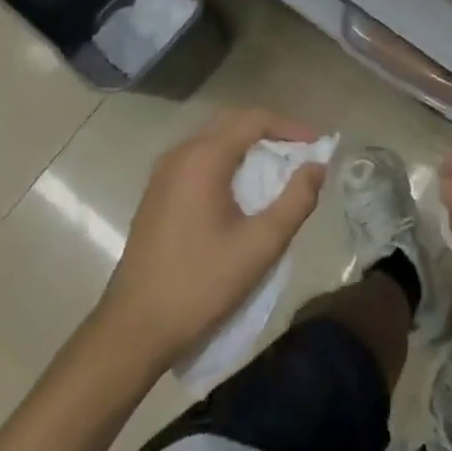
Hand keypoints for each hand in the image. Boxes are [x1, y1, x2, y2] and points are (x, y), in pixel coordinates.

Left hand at [98, 109, 326, 367]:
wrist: (133, 330)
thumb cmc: (201, 284)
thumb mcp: (261, 244)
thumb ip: (296, 200)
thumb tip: (317, 166)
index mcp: (204, 158)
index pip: (254, 120)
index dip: (290, 127)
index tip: (317, 145)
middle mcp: (180, 154)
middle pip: (233, 122)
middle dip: (270, 131)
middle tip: (299, 154)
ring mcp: (163, 173)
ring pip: (214, 139)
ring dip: (248, 145)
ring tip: (277, 170)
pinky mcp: (156, 193)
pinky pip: (198, 159)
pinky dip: (227, 160)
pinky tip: (242, 190)